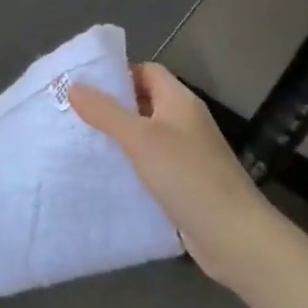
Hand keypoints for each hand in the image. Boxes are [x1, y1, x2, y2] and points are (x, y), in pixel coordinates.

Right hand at [70, 63, 270, 292]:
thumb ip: (106, 112)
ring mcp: (187, 154)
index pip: (147, 71)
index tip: (85, 86)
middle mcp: (185, 122)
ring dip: (118, 139)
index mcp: (180, 101)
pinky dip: (130, 166)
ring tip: (81, 143)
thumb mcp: (140, 139)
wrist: (233, 236)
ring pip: (146, 136)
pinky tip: (105, 176)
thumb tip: (74, 86)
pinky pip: (151, 165)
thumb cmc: (187, 176)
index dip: (118, 74)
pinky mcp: (184, 184)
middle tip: (74, 114)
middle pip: (144, 102)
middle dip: (112, 107)